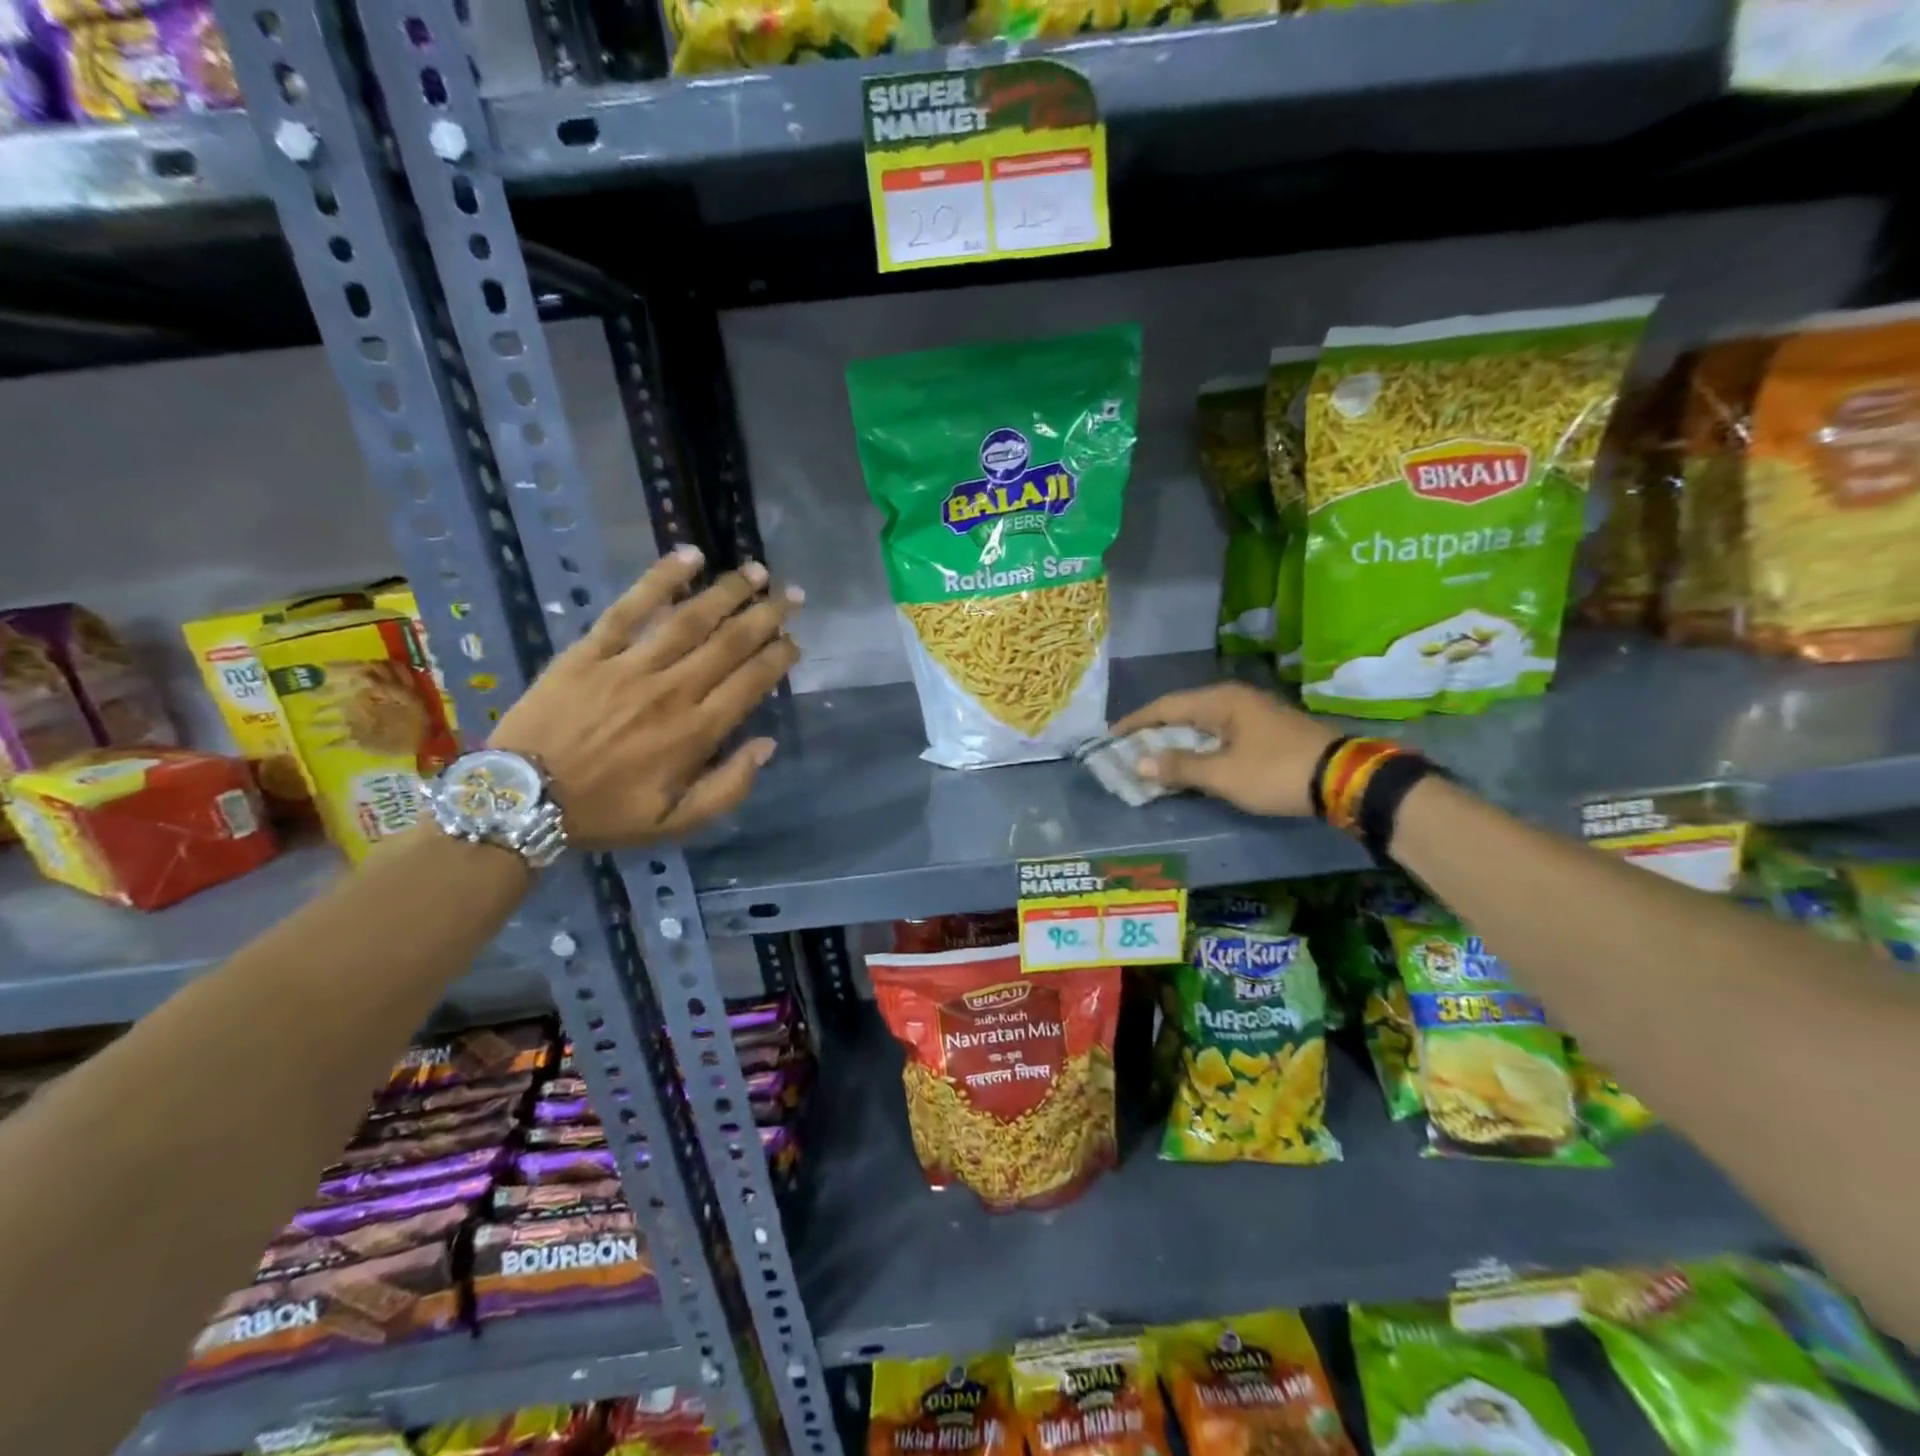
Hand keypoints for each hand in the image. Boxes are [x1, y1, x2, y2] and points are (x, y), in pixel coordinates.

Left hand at [490, 548, 800, 847]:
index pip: (751, 682)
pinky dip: (661, 580)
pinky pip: (631, 608)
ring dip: (728, 592)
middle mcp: (672, 691)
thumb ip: (727, 787)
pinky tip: (688, 556)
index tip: (795, 641)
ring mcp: (630, 666)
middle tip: (792, 595)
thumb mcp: (674, 822)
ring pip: (690, 619)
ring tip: (756, 571)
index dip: (779, 657)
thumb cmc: (603, 813)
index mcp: (695, 732)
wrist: (520, 800)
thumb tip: (766, 745)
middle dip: (767, 615)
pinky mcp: (591, 650)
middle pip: (730, 643)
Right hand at [1113, 682, 1337, 817]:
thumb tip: (1139, 763)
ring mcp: (1254, 714)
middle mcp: (1235, 699)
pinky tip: (1193, 764)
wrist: (1344, 779)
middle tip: (1129, 751)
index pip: (1165, 706)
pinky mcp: (1267, 731)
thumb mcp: (1222, 774)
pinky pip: (1220, 735)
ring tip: (1154, 760)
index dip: (1136, 722)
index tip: (1111, 737)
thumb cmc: (1275, 772)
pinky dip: (1200, 748)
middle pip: (1183, 712)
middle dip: (1155, 733)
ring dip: (1178, 742)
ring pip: (1203, 725)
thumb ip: (1179, 767)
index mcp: (1221, 701)